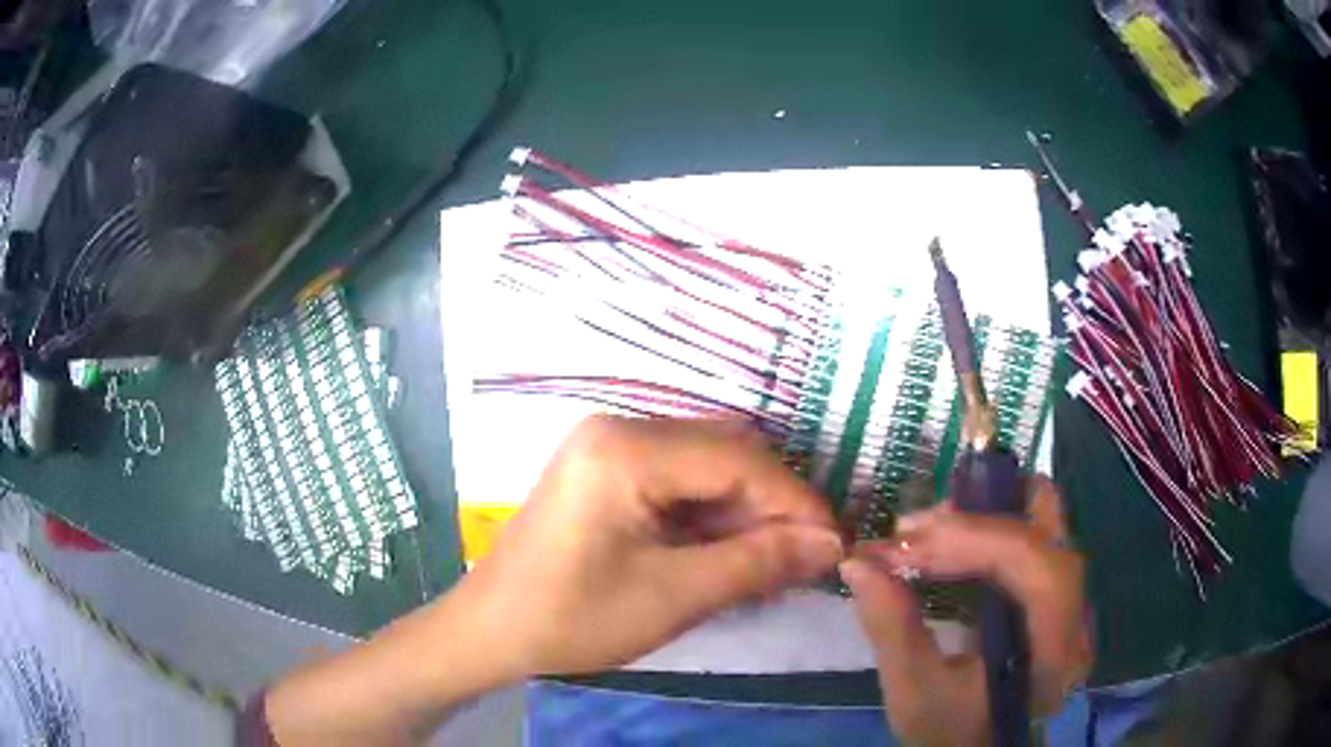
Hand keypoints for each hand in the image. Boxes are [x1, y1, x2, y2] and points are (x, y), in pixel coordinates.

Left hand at [457, 415, 845, 678]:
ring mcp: (608, 446)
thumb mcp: (674, 596)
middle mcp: (619, 427)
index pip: (739, 460)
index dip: (796, 501)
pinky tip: (730, 552)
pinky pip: (677, 480)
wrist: (491, 629)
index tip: (835, 543)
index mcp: (627, 447)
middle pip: (725, 453)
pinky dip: (711, 515)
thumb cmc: (573, 617)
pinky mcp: (605, 470)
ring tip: (774, 562)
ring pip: (705, 466)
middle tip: (805, 557)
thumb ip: (758, 562)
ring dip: (744, 512)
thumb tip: (830, 544)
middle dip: (772, 505)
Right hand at [840, 477, 1091, 746]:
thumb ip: (891, 627)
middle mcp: (1077, 611)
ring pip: (1040, 519)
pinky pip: (1028, 534)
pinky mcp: (1054, 590)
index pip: (1033, 561)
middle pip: (1046, 525)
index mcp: (1055, 646)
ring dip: (980, 515)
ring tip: (924, 534)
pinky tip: (946, 545)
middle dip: (976, 515)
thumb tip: (857, 562)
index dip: (971, 537)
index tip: (903, 541)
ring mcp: (1071, 596)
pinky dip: (986, 528)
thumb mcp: (914, 692)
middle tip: (914, 529)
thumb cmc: (950, 732)